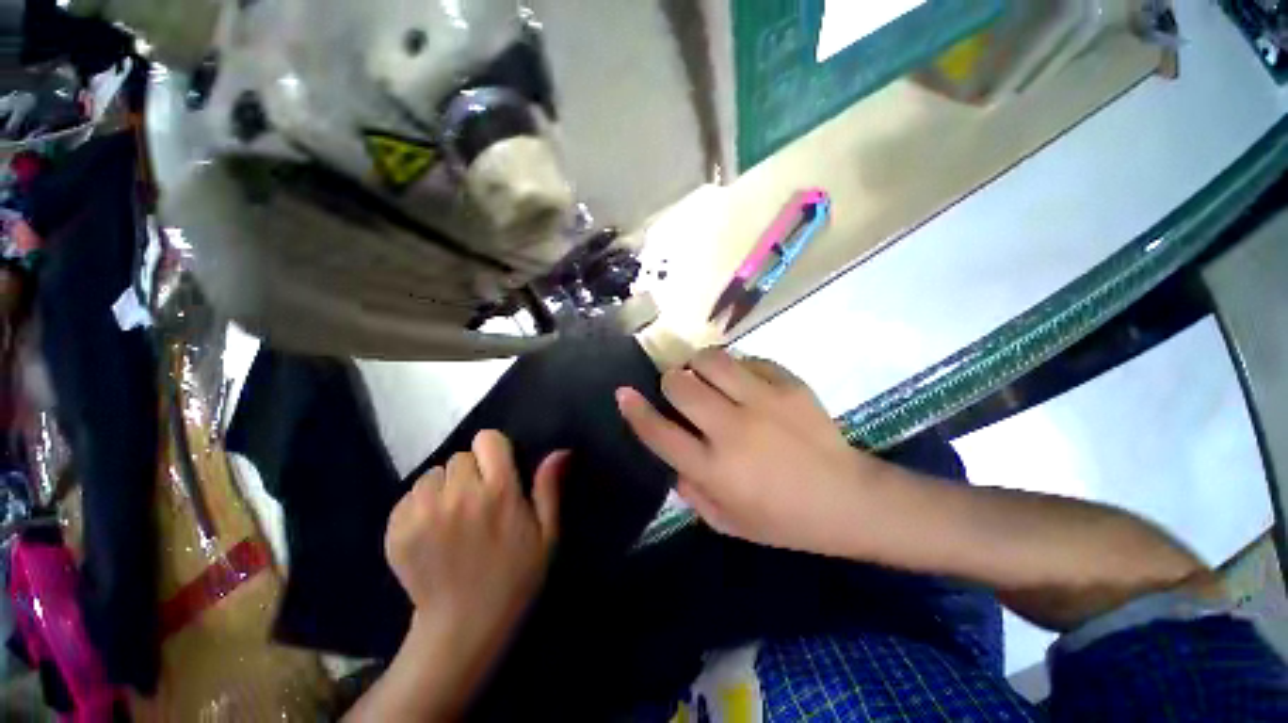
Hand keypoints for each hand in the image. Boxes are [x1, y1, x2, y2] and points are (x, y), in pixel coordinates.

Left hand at [385, 430, 566, 644]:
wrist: (462, 627)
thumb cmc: (515, 576)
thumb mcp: (547, 534)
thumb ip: (550, 488)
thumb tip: (560, 451)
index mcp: (498, 492)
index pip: (488, 439)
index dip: (494, 451)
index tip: (498, 471)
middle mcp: (459, 495)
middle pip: (460, 456)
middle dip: (470, 472)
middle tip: (477, 501)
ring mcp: (423, 512)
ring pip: (432, 474)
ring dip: (444, 487)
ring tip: (452, 515)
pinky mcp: (396, 530)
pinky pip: (408, 496)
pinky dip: (419, 506)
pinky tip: (431, 531)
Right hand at [616, 348, 891, 554]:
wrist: (848, 499)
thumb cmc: (784, 519)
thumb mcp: (727, 522)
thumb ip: (691, 490)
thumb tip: (673, 456)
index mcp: (715, 469)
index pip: (660, 433)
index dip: (635, 410)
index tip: (623, 393)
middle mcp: (732, 430)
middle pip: (680, 386)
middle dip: (670, 382)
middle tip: (678, 388)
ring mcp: (763, 402)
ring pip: (710, 361)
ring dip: (698, 365)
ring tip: (705, 374)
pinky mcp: (788, 384)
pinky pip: (747, 360)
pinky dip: (737, 367)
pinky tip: (745, 381)